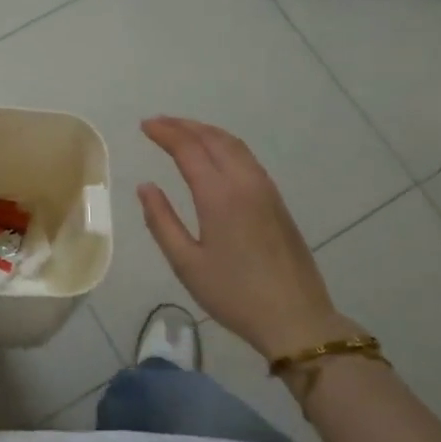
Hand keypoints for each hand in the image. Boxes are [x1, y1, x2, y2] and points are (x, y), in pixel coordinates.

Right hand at [138, 117, 360, 361]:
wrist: (296, 318)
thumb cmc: (234, 294)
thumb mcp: (186, 263)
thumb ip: (162, 221)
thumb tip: (146, 187)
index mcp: (219, 195)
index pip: (188, 148)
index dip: (165, 133)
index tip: (144, 125)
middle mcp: (245, 182)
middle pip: (213, 139)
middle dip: (184, 126)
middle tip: (158, 123)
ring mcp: (266, 190)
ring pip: (234, 145)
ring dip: (206, 132)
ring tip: (183, 131)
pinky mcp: (277, 201)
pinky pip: (247, 158)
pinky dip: (224, 145)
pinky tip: (214, 155)